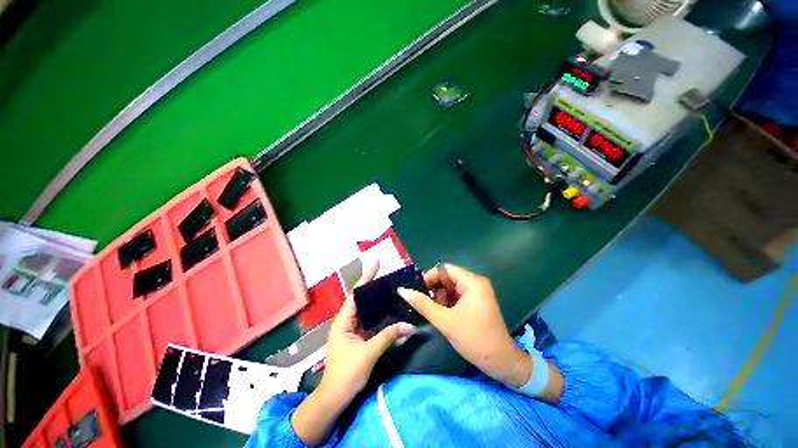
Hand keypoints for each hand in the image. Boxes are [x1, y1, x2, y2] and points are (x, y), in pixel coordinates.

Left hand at [292, 262, 414, 444]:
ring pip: (365, 310)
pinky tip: (388, 310)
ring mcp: (351, 329)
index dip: (366, 277)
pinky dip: (378, 314)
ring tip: (390, 289)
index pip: (357, 294)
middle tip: (388, 276)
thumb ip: (388, 336)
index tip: (376, 263)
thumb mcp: (368, 353)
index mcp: (343, 320)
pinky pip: (369, 321)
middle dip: (373, 286)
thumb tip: (409, 325)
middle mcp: (346, 321)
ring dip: (376, 300)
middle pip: (361, 299)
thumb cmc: (346, 374)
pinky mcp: (356, 338)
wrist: (334, 399)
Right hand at [397, 264, 531, 386]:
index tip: (418, 291)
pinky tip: (443, 314)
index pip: (444, 269)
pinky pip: (458, 295)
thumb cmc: (474, 339)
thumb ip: (422, 303)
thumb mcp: (445, 321)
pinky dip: (448, 302)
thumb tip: (402, 290)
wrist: (501, 362)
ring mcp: (478, 292)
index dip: (429, 277)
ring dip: (441, 297)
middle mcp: (476, 282)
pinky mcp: (478, 301)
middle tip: (425, 304)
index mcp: (472, 282)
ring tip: (435, 311)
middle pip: (448, 277)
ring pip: (452, 287)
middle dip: (435, 289)